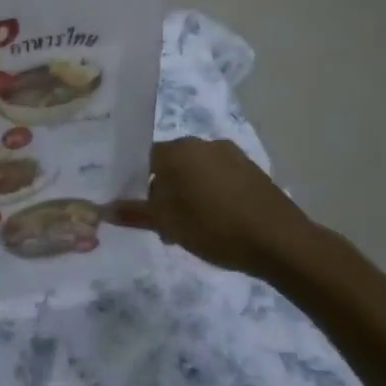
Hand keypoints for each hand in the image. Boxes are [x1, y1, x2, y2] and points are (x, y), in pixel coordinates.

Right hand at [105, 138, 321, 276]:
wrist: (282, 242)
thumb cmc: (216, 228)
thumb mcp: (169, 225)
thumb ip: (135, 213)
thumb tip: (103, 208)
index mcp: (178, 150)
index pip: (144, 158)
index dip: (136, 184)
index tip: (138, 208)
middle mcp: (202, 143)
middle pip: (170, 164)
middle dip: (163, 191)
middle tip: (163, 223)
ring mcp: (231, 154)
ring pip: (196, 171)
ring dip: (188, 194)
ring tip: (191, 228)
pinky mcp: (252, 170)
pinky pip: (219, 177)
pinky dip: (211, 194)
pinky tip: (217, 222)